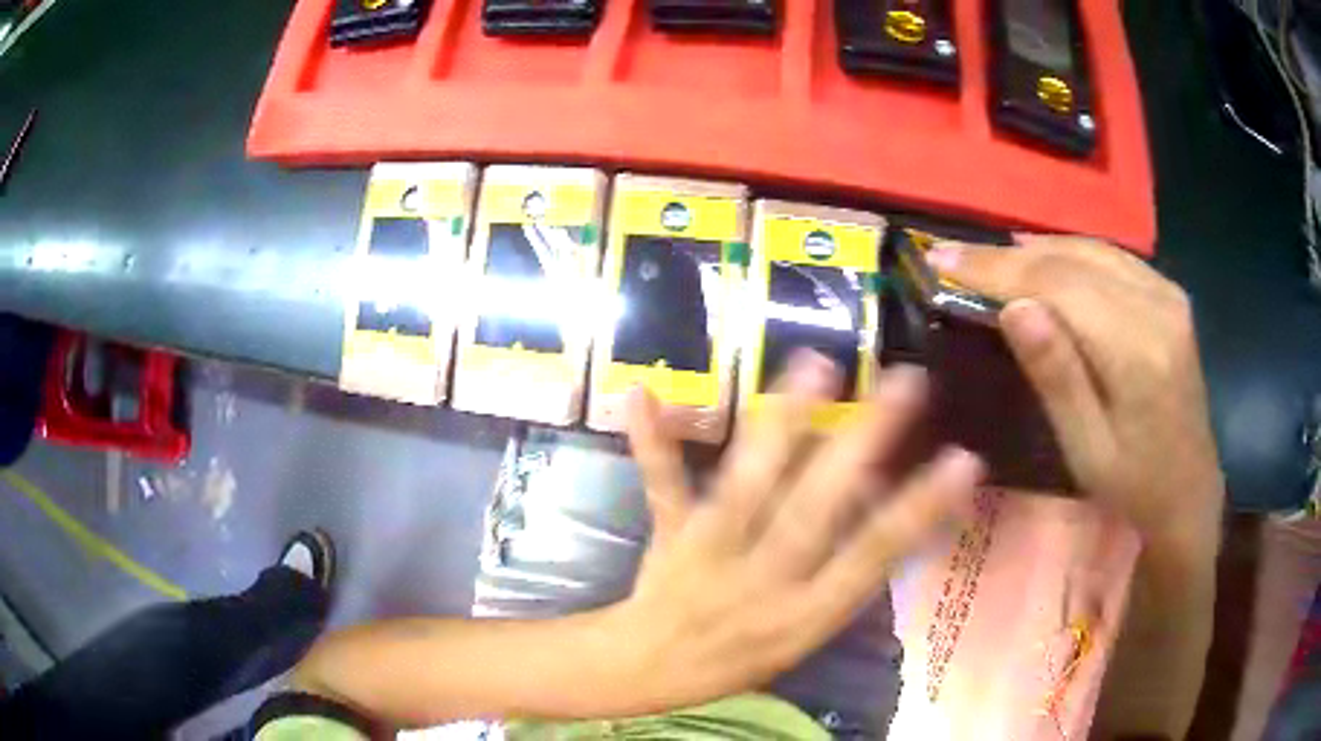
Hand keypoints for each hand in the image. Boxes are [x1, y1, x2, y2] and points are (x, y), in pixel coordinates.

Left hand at [604, 352, 983, 714]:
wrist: (651, 670)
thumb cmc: (741, 656)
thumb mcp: (806, 633)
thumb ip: (842, 572)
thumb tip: (876, 490)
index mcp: (806, 613)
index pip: (872, 558)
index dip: (920, 511)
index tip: (964, 459)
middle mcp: (765, 580)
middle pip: (816, 512)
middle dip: (863, 445)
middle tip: (905, 382)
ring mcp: (712, 555)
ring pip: (748, 489)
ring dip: (781, 428)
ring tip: (815, 368)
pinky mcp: (670, 535)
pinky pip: (663, 488)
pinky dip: (653, 443)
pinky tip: (644, 393)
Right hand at [927, 235, 1224, 546]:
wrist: (1191, 492)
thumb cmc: (1134, 487)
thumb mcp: (1086, 449)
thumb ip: (1056, 375)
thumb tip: (1013, 308)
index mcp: (1137, 351)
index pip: (1059, 286)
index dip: (998, 268)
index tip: (944, 257)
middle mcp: (1157, 306)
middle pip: (1074, 260)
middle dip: (1011, 255)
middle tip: (957, 256)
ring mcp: (1168, 295)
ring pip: (1092, 250)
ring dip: (1039, 249)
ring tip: (993, 257)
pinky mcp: (1170, 296)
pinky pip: (1113, 259)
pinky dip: (1071, 254)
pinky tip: (1047, 259)